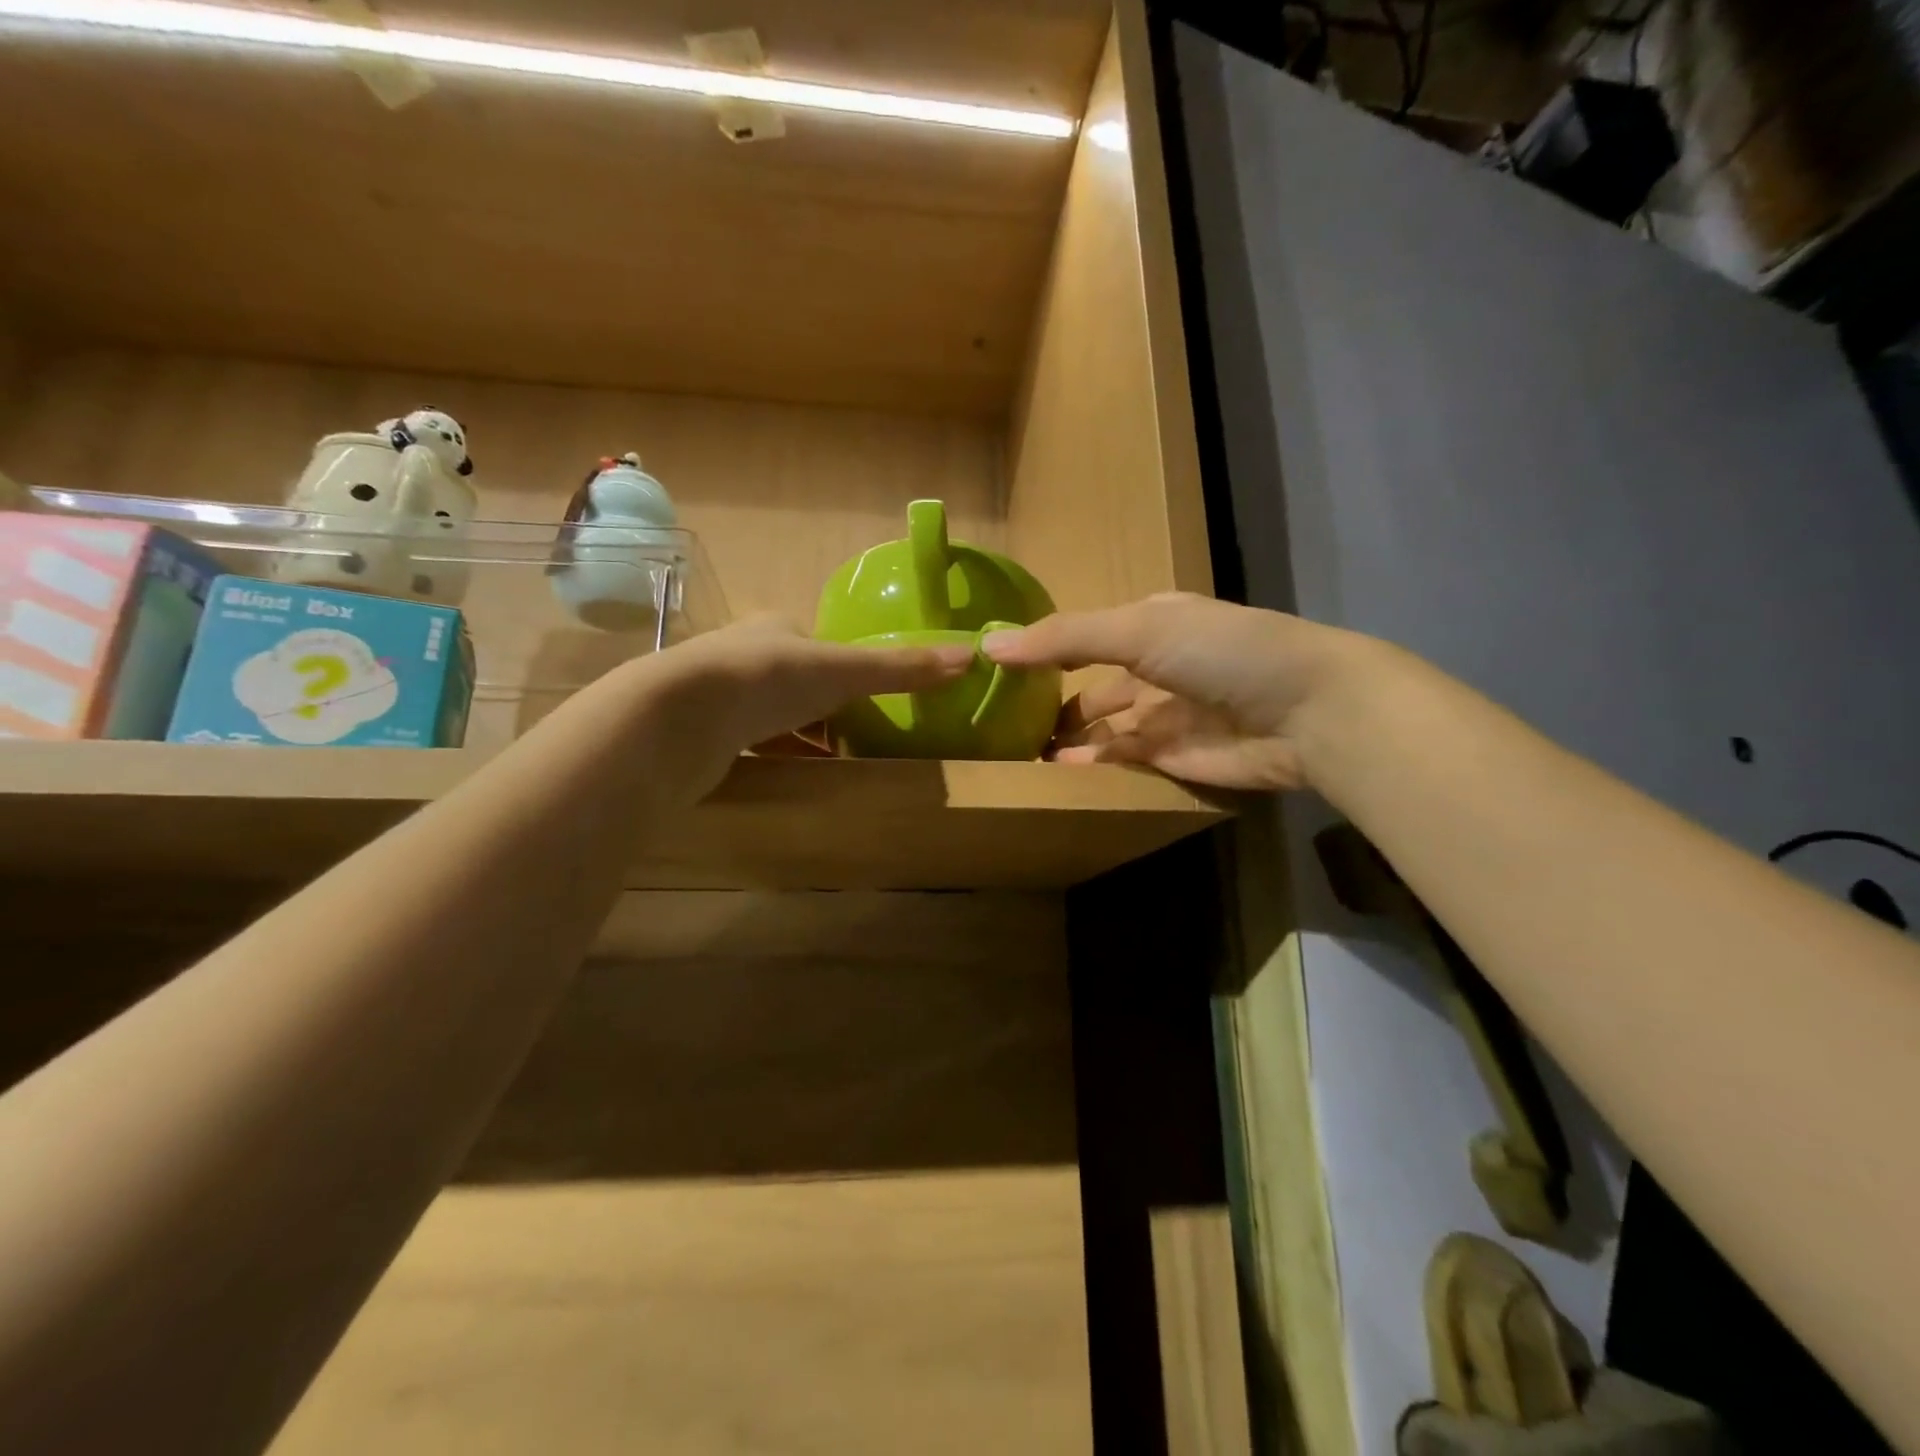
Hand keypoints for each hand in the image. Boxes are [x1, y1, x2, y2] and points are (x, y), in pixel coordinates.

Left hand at [637, 615, 971, 793]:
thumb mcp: (844, 672)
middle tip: (855, 736)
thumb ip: (900, 668)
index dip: (845, 669)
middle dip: (823, 707)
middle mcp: (743, 654)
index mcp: (775, 628)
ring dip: (798, 734)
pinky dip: (773, 756)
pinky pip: (748, 744)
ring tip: (830, 761)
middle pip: (795, 680)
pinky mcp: (701, 734)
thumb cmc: (768, 680)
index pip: (818, 645)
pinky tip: (790, 774)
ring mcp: (717, 695)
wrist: (679, 718)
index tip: (866, 700)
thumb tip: (970, 656)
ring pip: (770, 715)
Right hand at [982, 593, 1361, 790]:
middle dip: (1049, 701)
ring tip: (1015, 752)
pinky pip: (1120, 762)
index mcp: (1149, 624)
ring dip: (1065, 739)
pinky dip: (1089, 767)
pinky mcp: (1172, 759)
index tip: (996, 667)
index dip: (1044, 648)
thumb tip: (988, 646)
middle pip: (1089, 685)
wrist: (1306, 712)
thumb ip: (1064, 638)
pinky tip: (1053, 772)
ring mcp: (1164, 715)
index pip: (1084, 634)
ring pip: (1101, 728)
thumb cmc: (1220, 652)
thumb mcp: (1138, 629)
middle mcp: (1153, 667)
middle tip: (998, 722)